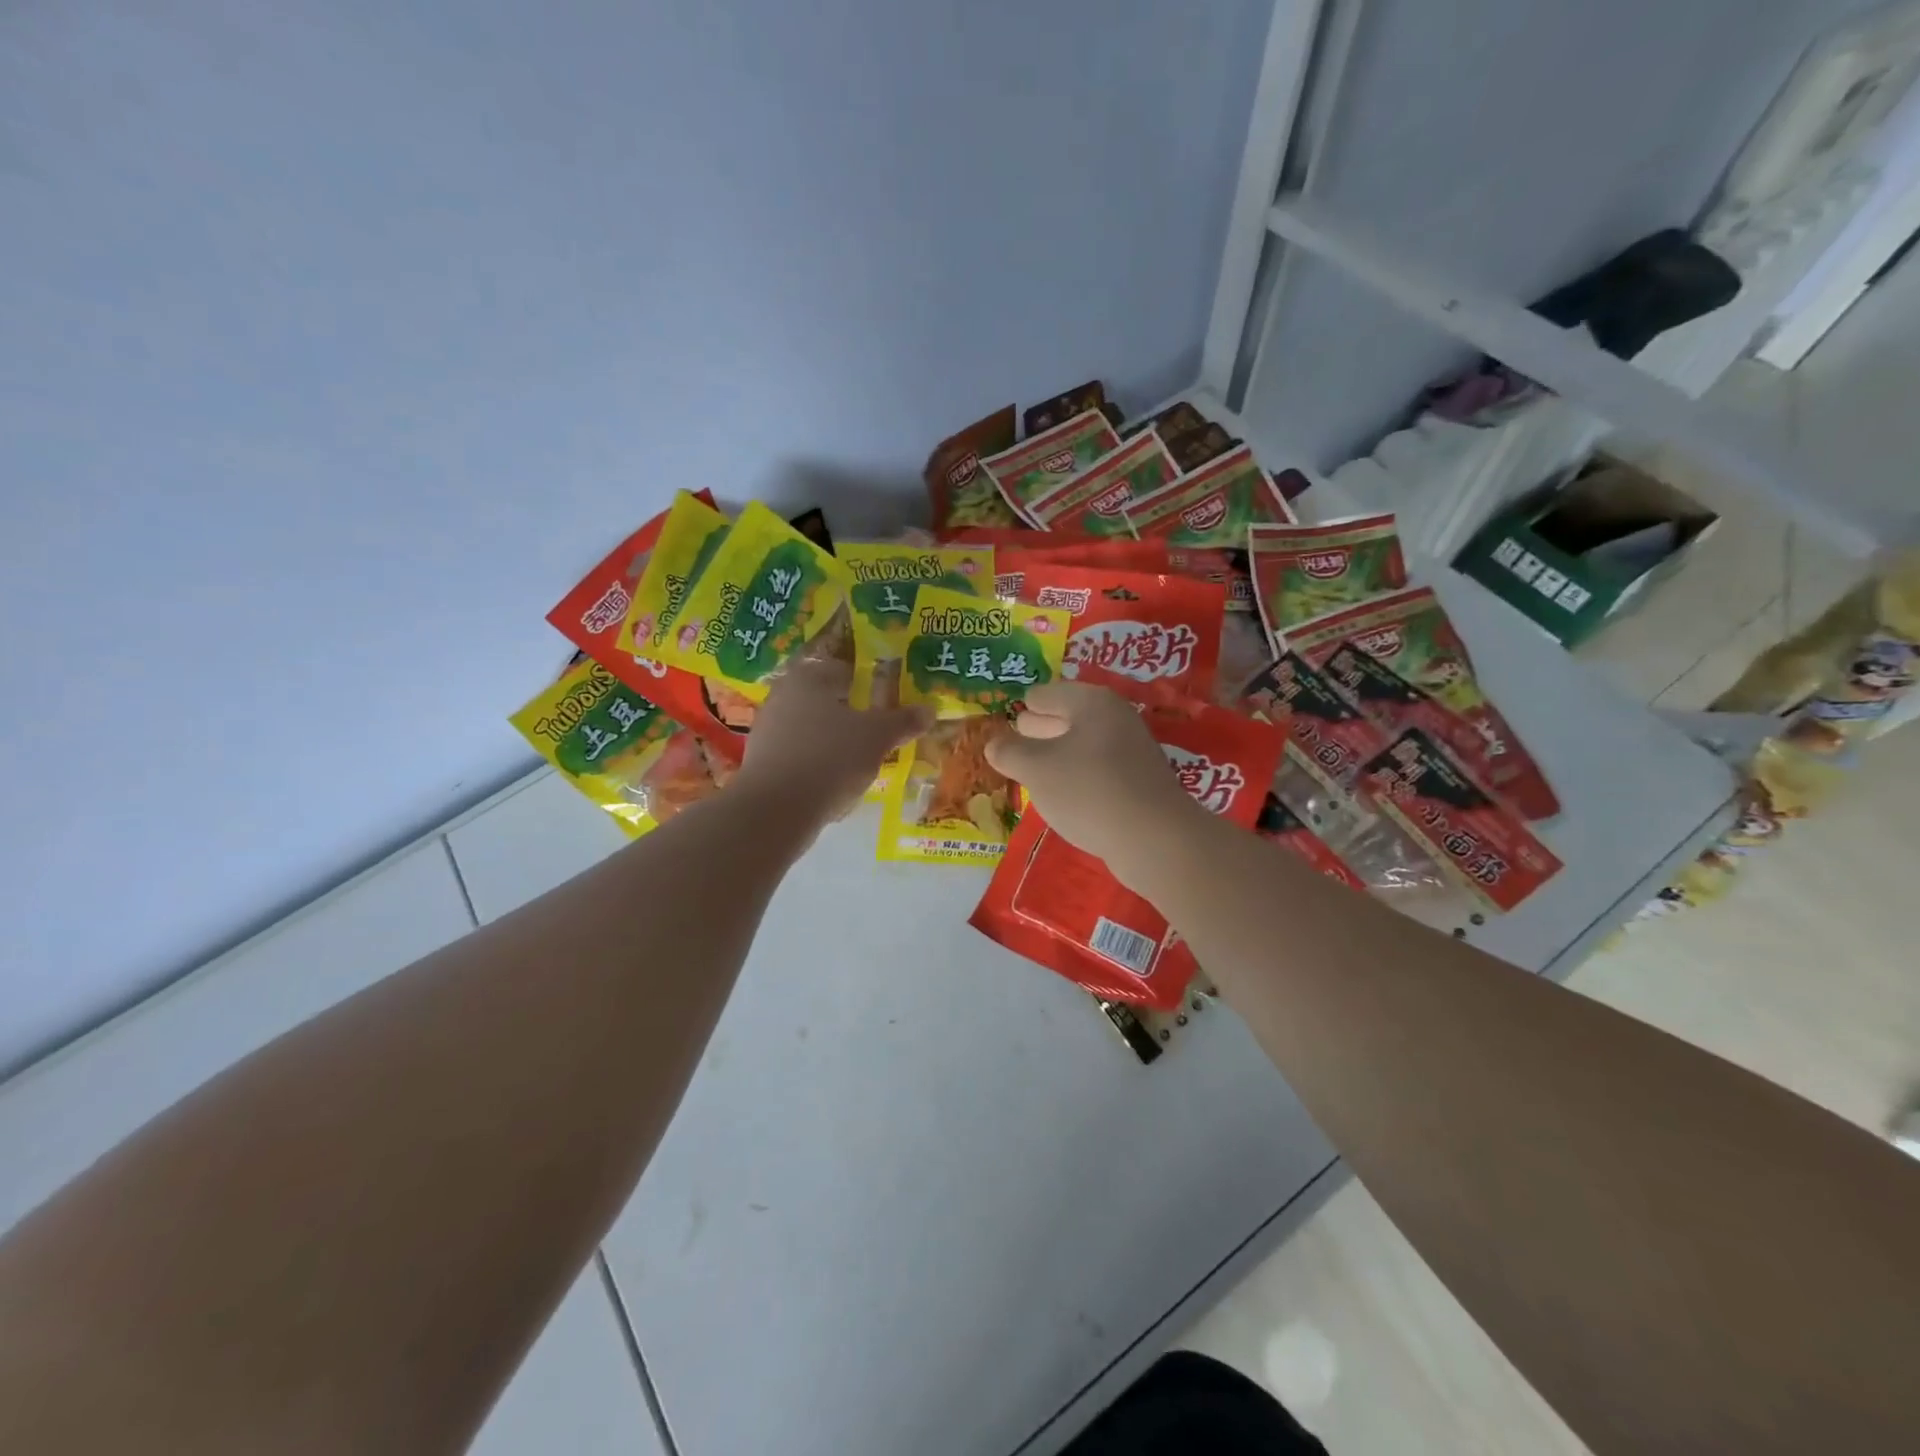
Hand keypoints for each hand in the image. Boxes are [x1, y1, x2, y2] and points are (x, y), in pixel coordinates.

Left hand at [732, 658, 929, 823]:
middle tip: (878, 733)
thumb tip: (930, 709)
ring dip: (835, 741)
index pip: (844, 669)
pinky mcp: (761, 761)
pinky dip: (818, 764)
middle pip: (826, 700)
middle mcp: (783, 695)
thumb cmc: (830, 758)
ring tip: (860, 762)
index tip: (887, 703)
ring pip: (812, 729)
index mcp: (809, 677)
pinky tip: (834, 784)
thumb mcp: (877, 738)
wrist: (776, 809)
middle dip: (851, 715)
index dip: (868, 684)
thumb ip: (903, 721)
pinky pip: (799, 755)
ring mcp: (768, 729)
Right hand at [985, 683, 1204, 889]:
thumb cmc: (1087, 790)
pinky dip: (1078, 775)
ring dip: (1059, 754)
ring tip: (1031, 770)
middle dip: (1041, 727)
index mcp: (1090, 702)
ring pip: (1083, 744)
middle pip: (1068, 716)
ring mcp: (1131, 749)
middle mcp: (1115, 717)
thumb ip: (1010, 752)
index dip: (1024, 704)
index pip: (1046, 694)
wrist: (1153, 837)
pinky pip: (1098, 769)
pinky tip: (1063, 794)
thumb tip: (993, 743)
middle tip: (1015, 739)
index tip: (1005, 714)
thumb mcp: (1036, 770)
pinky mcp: (1139, 781)